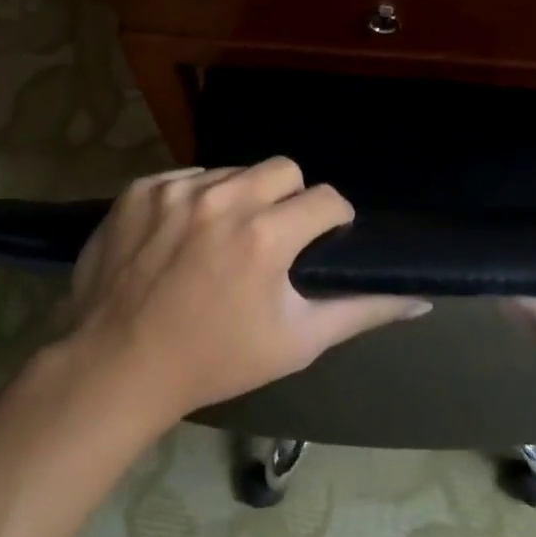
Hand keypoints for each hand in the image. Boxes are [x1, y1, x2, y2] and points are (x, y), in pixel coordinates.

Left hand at [66, 159, 428, 421]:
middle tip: (275, 238)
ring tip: (225, 238)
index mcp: (265, 235)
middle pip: (283, 170)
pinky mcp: (140, 188)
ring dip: (240, 197)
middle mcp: (223, 198)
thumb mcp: (296, 342)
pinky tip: (183, 235)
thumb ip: (362, 311)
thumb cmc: (215, 360)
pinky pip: (187, 177)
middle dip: (290, 199)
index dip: (334, 221)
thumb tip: (419, 296)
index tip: (322, 242)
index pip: (327, 198)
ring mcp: (176, 189)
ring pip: (233, 171)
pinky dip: (195, 199)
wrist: (116, 367)